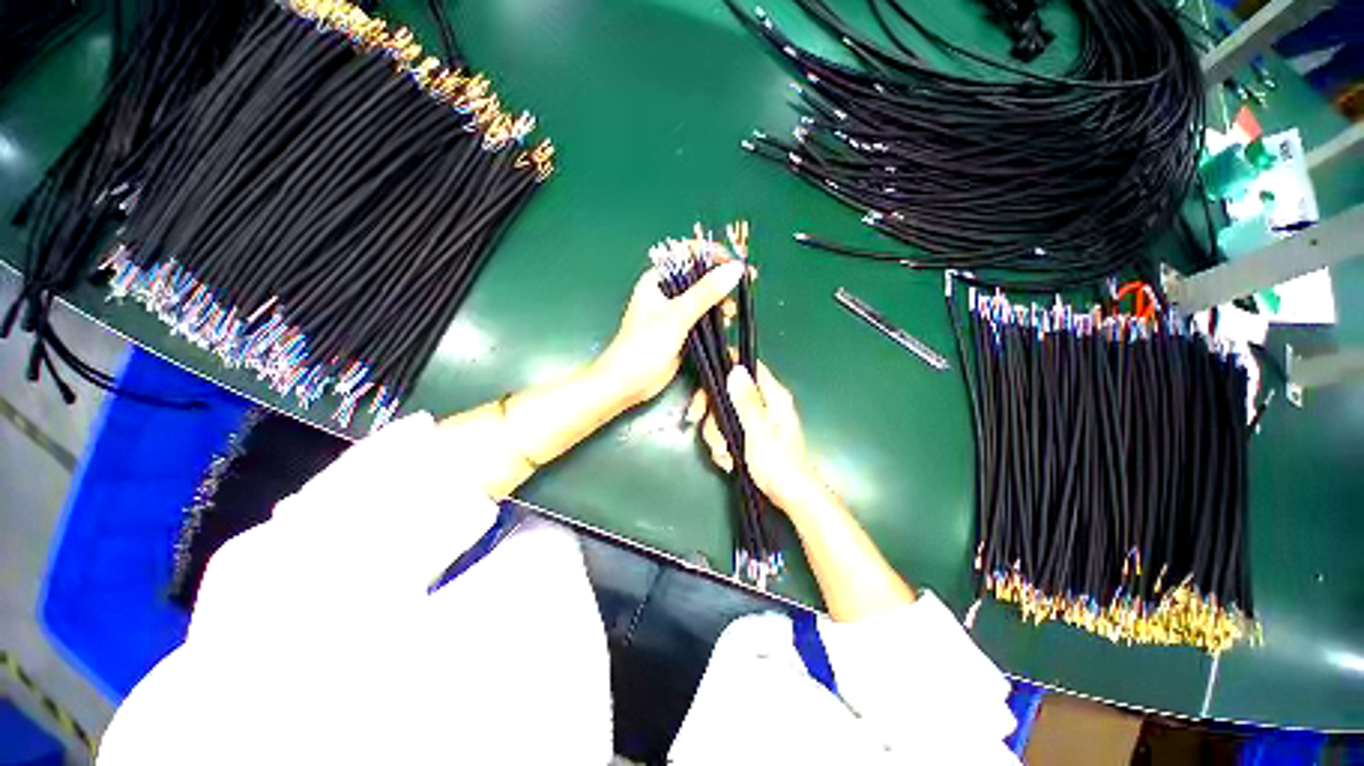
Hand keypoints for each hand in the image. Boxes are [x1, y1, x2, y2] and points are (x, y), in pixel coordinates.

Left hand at [595, 262, 744, 406]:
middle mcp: (665, 292)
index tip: (734, 261)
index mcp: (657, 280)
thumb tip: (734, 269)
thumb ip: (706, 292)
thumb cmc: (644, 345)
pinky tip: (726, 321)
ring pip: (703, 297)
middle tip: (745, 281)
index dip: (712, 254)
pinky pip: (702, 316)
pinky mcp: (681, 330)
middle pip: (698, 276)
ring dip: (720, 299)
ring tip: (732, 310)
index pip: (687, 255)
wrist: (629, 381)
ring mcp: (674, 312)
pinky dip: (715, 316)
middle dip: (721, 278)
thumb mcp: (677, 315)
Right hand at [691, 363, 830, 515]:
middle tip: (700, 424)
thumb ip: (746, 400)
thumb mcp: (759, 431)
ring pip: (723, 414)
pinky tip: (728, 460)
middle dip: (712, 414)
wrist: (791, 497)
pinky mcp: (749, 435)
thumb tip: (736, 369)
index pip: (747, 366)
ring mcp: (756, 420)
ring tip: (724, 454)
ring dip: (717, 436)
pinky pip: (727, 431)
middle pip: (727, 392)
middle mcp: (764, 403)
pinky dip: (723, 446)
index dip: (725, 368)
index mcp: (772, 396)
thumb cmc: (779, 465)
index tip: (705, 386)